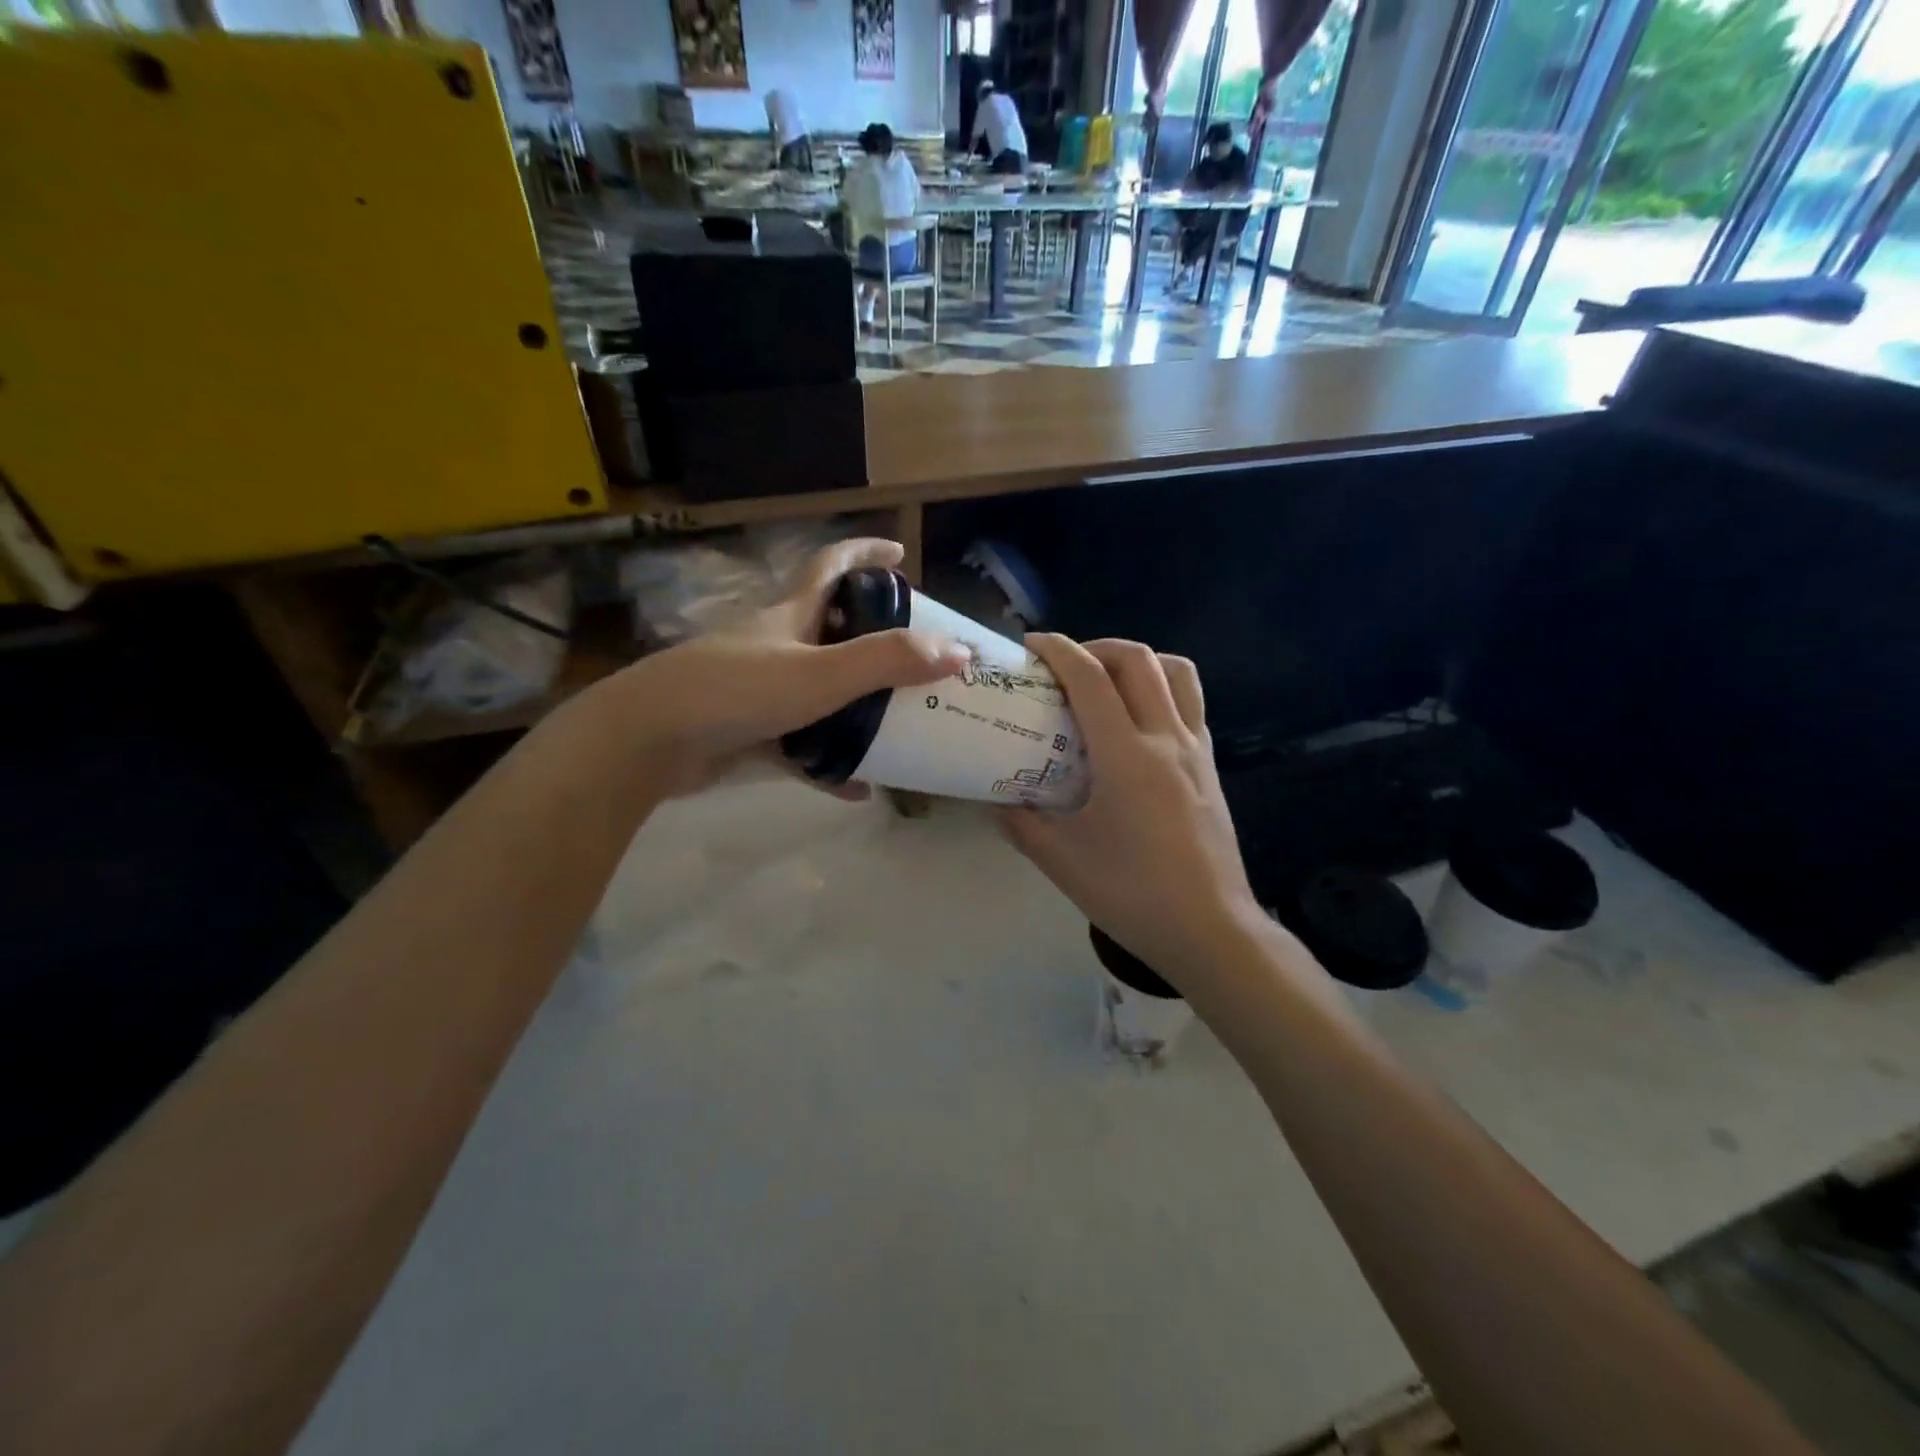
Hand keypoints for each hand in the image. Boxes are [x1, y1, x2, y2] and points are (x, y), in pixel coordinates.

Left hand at [585, 538, 967, 798]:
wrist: (649, 741)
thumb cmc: (737, 690)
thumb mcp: (821, 673)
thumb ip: (888, 661)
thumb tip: (958, 652)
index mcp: (791, 615)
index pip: (832, 565)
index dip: (865, 553)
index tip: (899, 554)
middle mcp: (777, 645)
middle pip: (833, 629)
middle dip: (875, 637)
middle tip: (917, 658)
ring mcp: (760, 689)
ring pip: (821, 690)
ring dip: (858, 705)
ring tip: (901, 722)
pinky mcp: (748, 731)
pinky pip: (802, 745)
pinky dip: (830, 762)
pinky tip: (859, 787)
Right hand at [996, 636, 1264, 990]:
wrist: (1211, 930)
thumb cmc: (1133, 895)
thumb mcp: (1061, 860)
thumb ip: (1020, 822)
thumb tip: (993, 798)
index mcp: (1127, 756)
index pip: (1091, 678)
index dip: (1059, 650)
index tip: (1031, 646)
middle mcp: (1167, 739)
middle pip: (1139, 660)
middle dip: (1096, 647)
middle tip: (1065, 666)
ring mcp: (1196, 750)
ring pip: (1177, 673)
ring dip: (1138, 662)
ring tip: (1107, 683)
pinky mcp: (1210, 767)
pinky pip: (1190, 705)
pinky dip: (1161, 692)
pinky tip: (1136, 726)